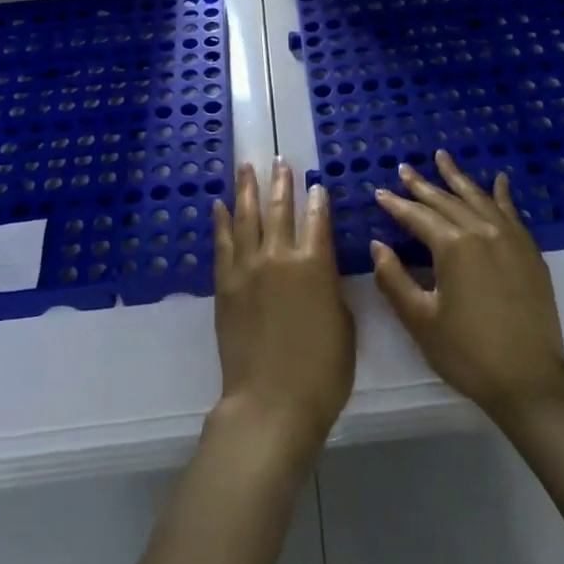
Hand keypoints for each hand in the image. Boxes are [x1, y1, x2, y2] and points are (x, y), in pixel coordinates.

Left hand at [212, 161, 354, 465]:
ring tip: (246, 167)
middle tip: (280, 161)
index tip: (315, 184)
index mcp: (316, 264)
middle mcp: (279, 256)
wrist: (270, 401)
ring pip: (246, 217)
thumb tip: (320, 270)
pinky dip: (221, 222)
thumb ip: (330, 288)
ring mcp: (247, 268)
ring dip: (246, 189)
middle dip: (281, 183)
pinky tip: (219, 206)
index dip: (317, 200)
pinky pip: (222, 244)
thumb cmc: (322, 371)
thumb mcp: (344, 324)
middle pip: (280, 210)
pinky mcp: (225, 285)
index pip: (317, 220)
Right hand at [371, 150, 563, 423]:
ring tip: (442, 157)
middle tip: (404, 169)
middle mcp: (483, 232)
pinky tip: (498, 180)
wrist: (530, 380)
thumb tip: (378, 246)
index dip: (396, 205)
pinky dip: (501, 194)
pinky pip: (511, 213)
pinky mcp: (529, 252)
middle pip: (447, 201)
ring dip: (458, 178)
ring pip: (479, 199)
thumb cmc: (467, 353)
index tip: (379, 192)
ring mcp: (511, 239)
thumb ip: (394, 279)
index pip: (417, 217)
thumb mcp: (420, 319)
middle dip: (422, 185)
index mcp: (453, 247)